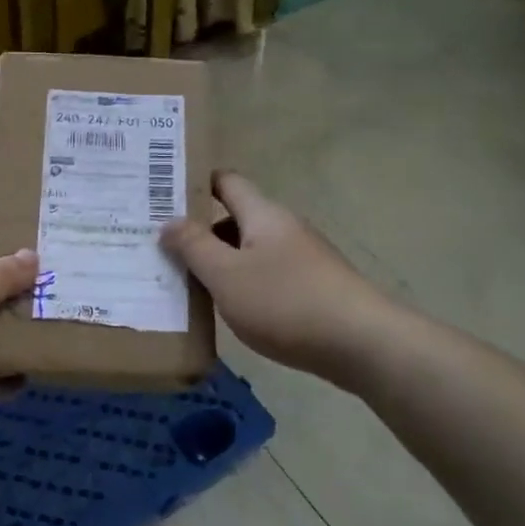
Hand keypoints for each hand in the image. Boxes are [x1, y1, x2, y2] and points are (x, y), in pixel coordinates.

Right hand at [162, 172, 395, 382]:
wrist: (362, 343)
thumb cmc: (285, 302)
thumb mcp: (226, 275)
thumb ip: (194, 246)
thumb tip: (168, 221)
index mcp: (263, 214)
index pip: (227, 182)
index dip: (196, 183)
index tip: (162, 195)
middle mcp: (284, 227)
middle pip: (236, 218)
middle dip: (201, 231)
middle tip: (162, 247)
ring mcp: (303, 257)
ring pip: (251, 250)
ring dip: (221, 261)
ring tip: (187, 282)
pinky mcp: (314, 287)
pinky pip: (267, 275)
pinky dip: (244, 284)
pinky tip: (230, 309)